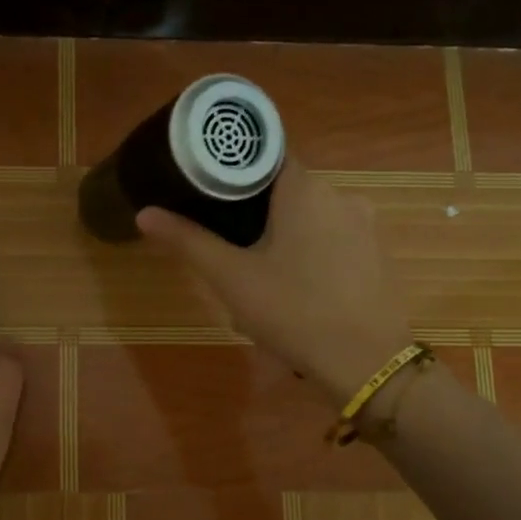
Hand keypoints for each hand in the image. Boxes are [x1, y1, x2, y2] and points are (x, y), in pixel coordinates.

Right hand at [137, 157, 412, 405]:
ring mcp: (365, 226)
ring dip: (281, 239)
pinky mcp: (376, 255)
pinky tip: (295, 292)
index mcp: (305, 189)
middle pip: (285, 191)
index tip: (207, 193)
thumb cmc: (293, 311)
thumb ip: (188, 241)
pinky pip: (332, 242)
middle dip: (254, 216)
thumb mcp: (231, 278)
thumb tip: (144, 213)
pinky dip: (308, 256)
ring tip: (257, 278)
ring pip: (308, 220)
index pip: (264, 156)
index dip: (233, 171)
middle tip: (226, 249)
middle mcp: (340, 195)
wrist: (366, 363)